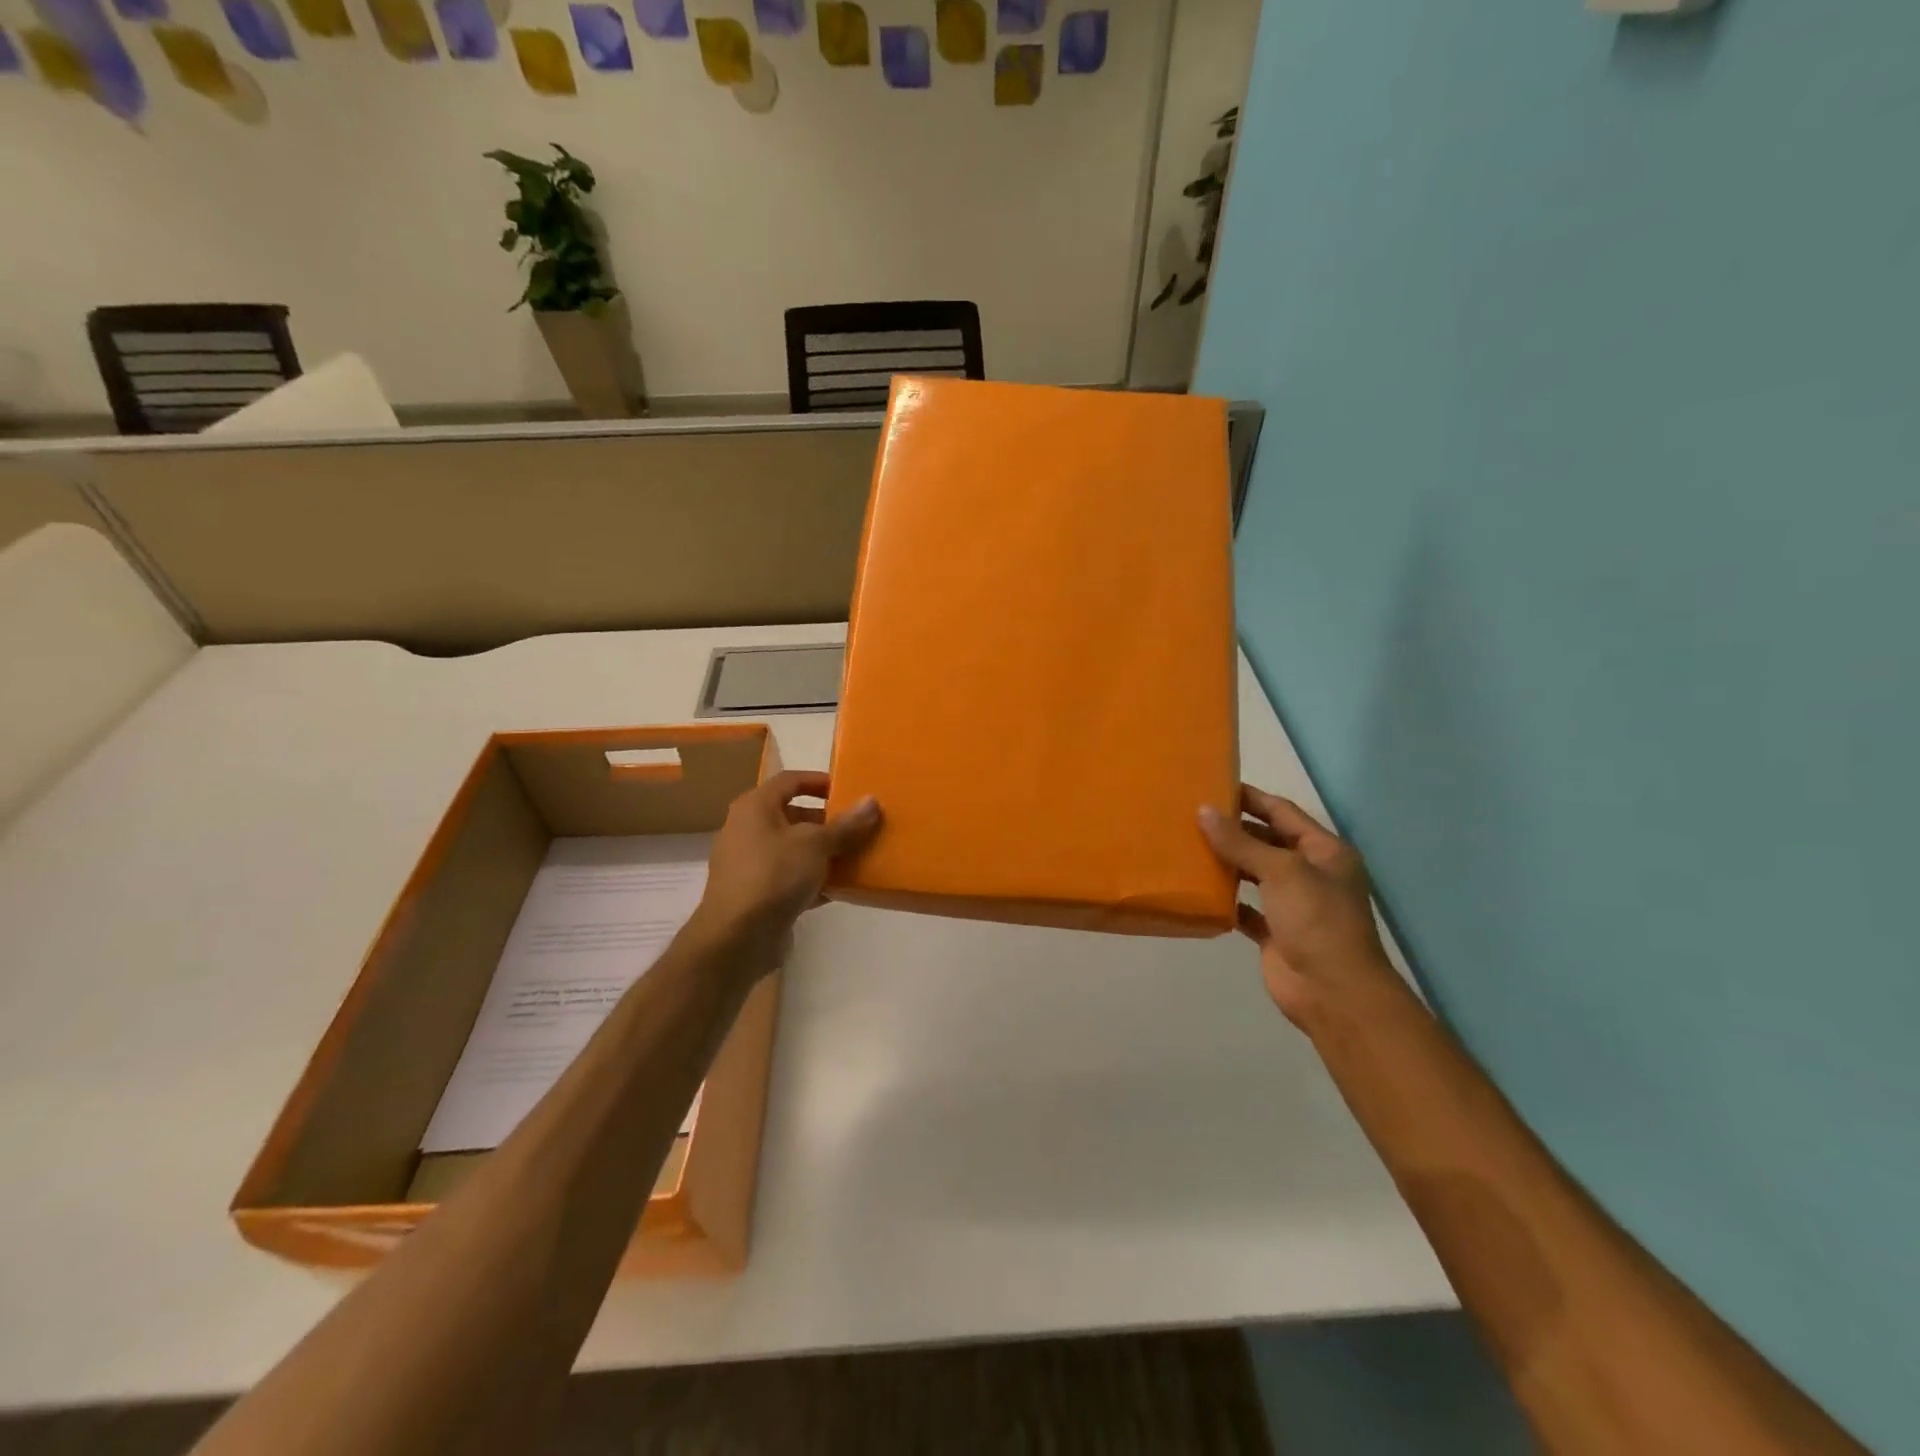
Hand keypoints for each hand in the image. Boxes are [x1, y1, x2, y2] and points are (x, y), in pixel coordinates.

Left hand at [690, 770, 881, 978]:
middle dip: (827, 821)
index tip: (848, 790)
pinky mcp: (757, 894)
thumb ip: (846, 825)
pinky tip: (840, 889)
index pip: (790, 780)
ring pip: (794, 849)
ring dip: (824, 853)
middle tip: (859, 827)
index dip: (819, 781)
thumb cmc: (774, 875)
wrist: (737, 938)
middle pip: (793, 815)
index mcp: (755, 807)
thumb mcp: (816, 845)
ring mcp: (750, 864)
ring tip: (857, 856)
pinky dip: (813, 880)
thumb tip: (872, 801)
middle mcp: (748, 830)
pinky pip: (790, 878)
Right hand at [1199, 785, 1404, 1029]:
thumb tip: (1203, 811)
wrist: (1334, 992)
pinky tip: (1198, 889)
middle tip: (1190, 815)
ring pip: (1254, 873)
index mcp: (1324, 851)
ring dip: (1226, 862)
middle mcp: (1310, 873)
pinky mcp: (1274, 932)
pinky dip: (1225, 899)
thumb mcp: (1281, 871)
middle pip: (1266, 841)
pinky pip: (1245, 907)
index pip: (1282, 812)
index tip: (1213, 785)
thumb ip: (1240, 841)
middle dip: (1233, 828)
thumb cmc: (1316, 920)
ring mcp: (1293, 904)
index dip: (1250, 797)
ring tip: (1187, 845)